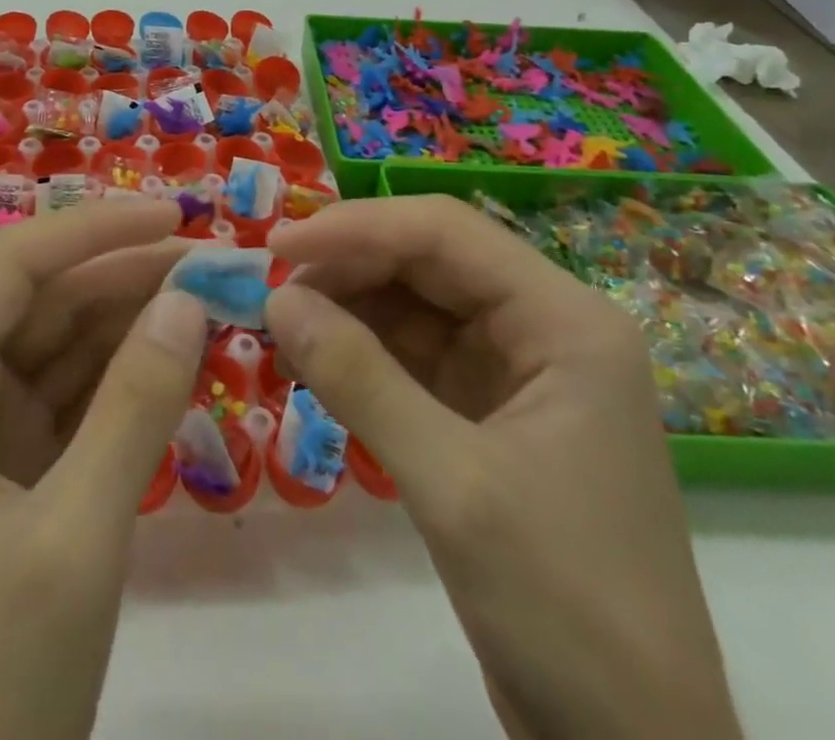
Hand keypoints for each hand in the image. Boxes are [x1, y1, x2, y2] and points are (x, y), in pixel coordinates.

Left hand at [0, 201, 208, 739]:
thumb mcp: (78, 534)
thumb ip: (136, 405)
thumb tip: (190, 298)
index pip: (10, 269)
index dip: (93, 229)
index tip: (174, 216)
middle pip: (38, 303)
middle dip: (123, 275)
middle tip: (212, 260)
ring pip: (57, 346)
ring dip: (130, 320)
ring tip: (208, 297)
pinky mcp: (9, 473)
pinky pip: (70, 398)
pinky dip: (122, 375)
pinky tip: (177, 354)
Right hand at [265, 195, 739, 739]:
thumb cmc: (565, 607)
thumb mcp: (453, 484)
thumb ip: (359, 379)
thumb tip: (276, 298)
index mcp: (565, 321)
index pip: (447, 233)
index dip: (357, 227)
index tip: (276, 245)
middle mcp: (545, 327)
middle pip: (431, 261)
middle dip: (348, 265)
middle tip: (269, 285)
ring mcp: (518, 370)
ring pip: (417, 305)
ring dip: (348, 306)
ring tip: (280, 320)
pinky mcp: (490, 412)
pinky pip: (414, 355)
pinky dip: (362, 351)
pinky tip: (313, 357)